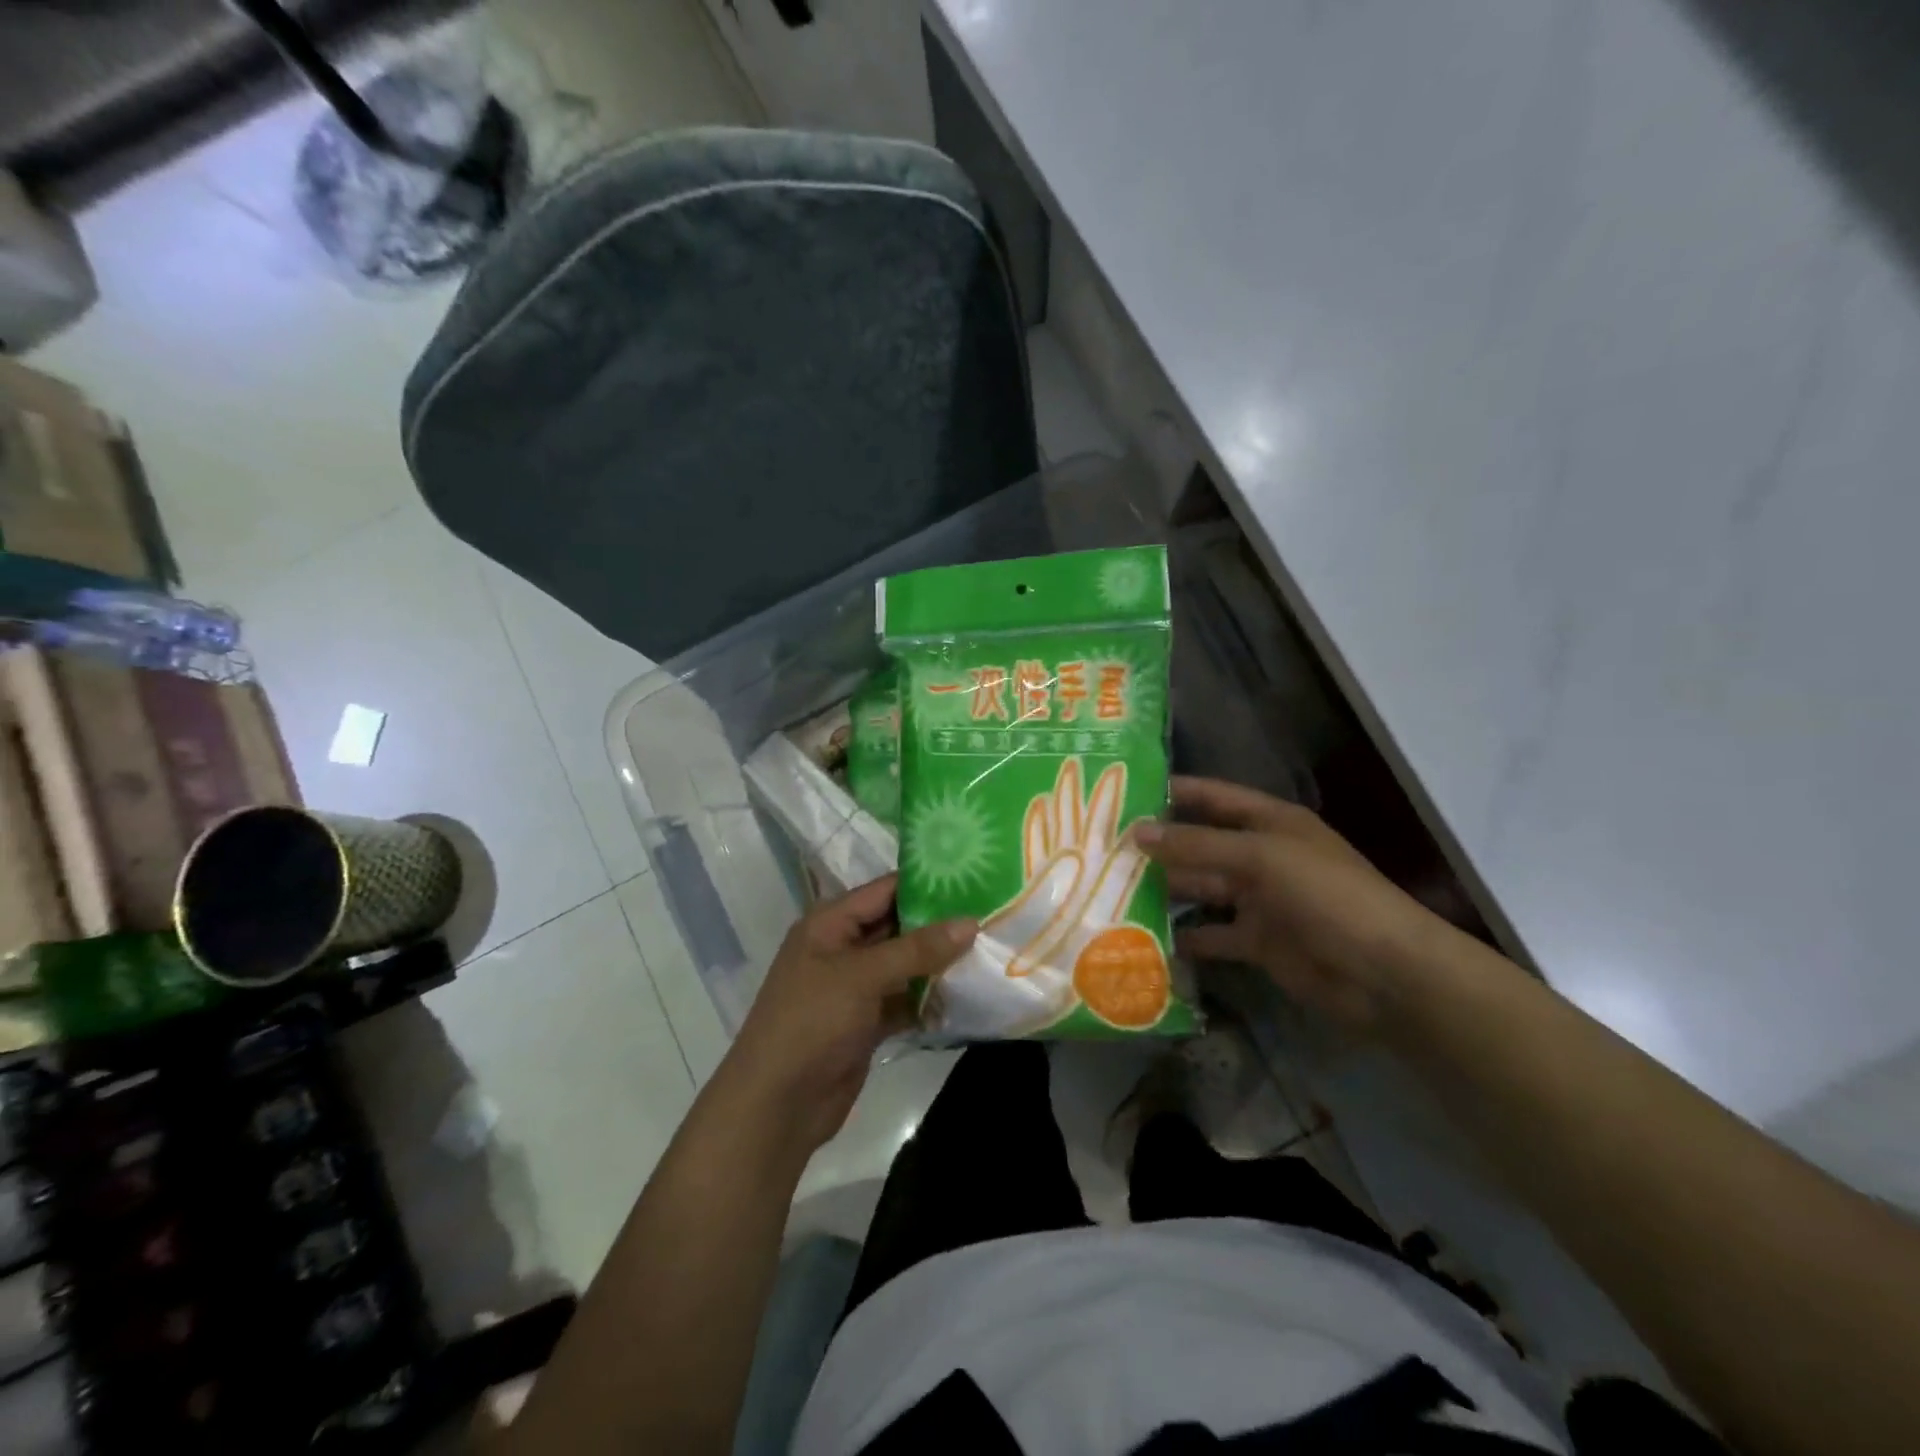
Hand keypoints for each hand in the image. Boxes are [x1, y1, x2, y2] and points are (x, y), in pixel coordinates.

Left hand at [722, 876, 976, 1150]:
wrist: (777, 1105)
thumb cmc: (811, 1023)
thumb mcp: (862, 977)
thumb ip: (917, 949)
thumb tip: (970, 922)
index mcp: (830, 923)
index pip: (885, 890)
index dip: (927, 883)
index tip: (975, 878)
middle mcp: (843, 947)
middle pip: (899, 925)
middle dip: (940, 924)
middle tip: (993, 914)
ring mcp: (855, 986)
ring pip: (905, 964)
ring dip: (940, 962)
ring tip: (990, 948)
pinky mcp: (867, 1020)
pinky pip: (905, 999)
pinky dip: (930, 998)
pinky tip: (969, 993)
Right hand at [1134, 777, 1448, 1029]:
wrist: (1383, 974)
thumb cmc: (1327, 896)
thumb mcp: (1261, 858)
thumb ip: (1197, 844)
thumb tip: (1137, 831)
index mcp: (1270, 823)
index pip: (1213, 797)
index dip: (1173, 792)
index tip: (1124, 793)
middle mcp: (1261, 856)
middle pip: (1200, 844)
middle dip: (1159, 846)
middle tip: (1103, 848)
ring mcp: (1258, 901)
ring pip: (1200, 889)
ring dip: (1164, 891)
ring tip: (1110, 890)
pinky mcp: (1257, 942)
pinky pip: (1211, 934)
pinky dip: (1183, 938)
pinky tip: (1142, 938)